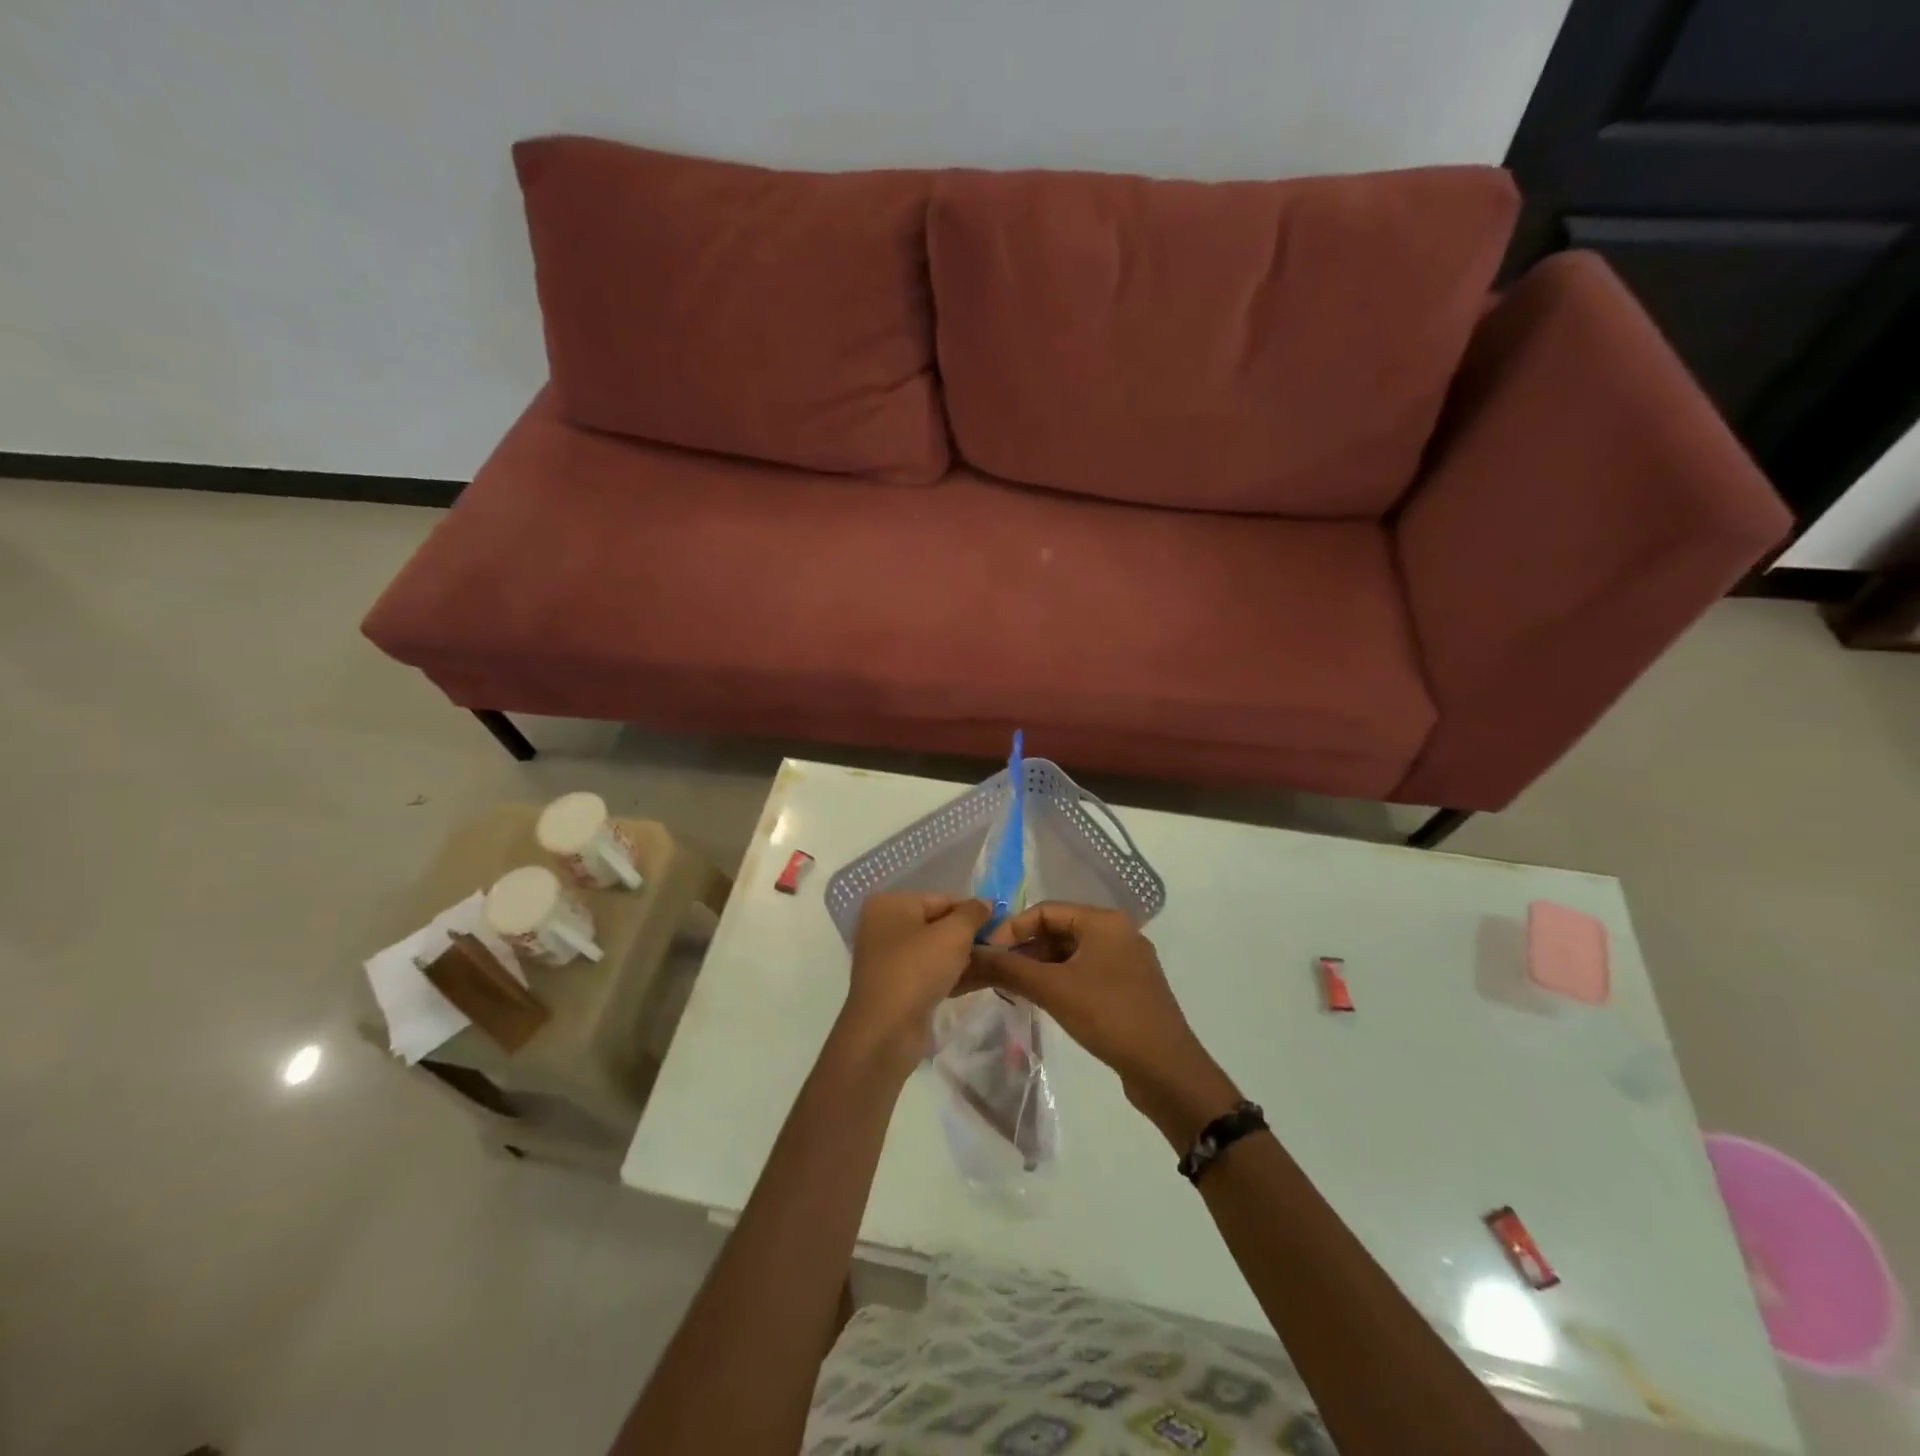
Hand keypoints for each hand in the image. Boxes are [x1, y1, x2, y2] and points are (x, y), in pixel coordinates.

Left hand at [837, 893, 992, 1076]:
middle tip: (999, 947)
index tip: (1001, 925)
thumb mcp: (953, 934)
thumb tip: (986, 903)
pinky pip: (928, 972)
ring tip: (994, 965)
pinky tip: (978, 981)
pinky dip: (950, 975)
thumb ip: (973, 913)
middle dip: (968, 936)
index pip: (942, 899)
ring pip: (934, 950)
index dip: (973, 911)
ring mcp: (887, 958)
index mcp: (890, 904)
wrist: (886, 1030)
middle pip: (937, 924)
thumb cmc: (917, 969)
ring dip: (963, 957)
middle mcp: (883, 926)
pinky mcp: (894, 986)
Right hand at [971, 902, 1238, 1145]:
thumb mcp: (1054, 989)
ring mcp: (1125, 961)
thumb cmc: (1109, 1016)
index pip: (1046, 910)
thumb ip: (1010, 968)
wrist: (1167, 1070)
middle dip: (1025, 949)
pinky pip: (1085, 972)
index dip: (1013, 928)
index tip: (987, 952)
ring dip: (1040, 966)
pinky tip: (1041, 999)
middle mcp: (1117, 932)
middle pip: (1059, 930)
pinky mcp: (1128, 988)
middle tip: (995, 972)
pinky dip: (1060, 980)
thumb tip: (972, 954)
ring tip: (1011, 987)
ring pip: (1071, 953)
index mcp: (1104, 921)